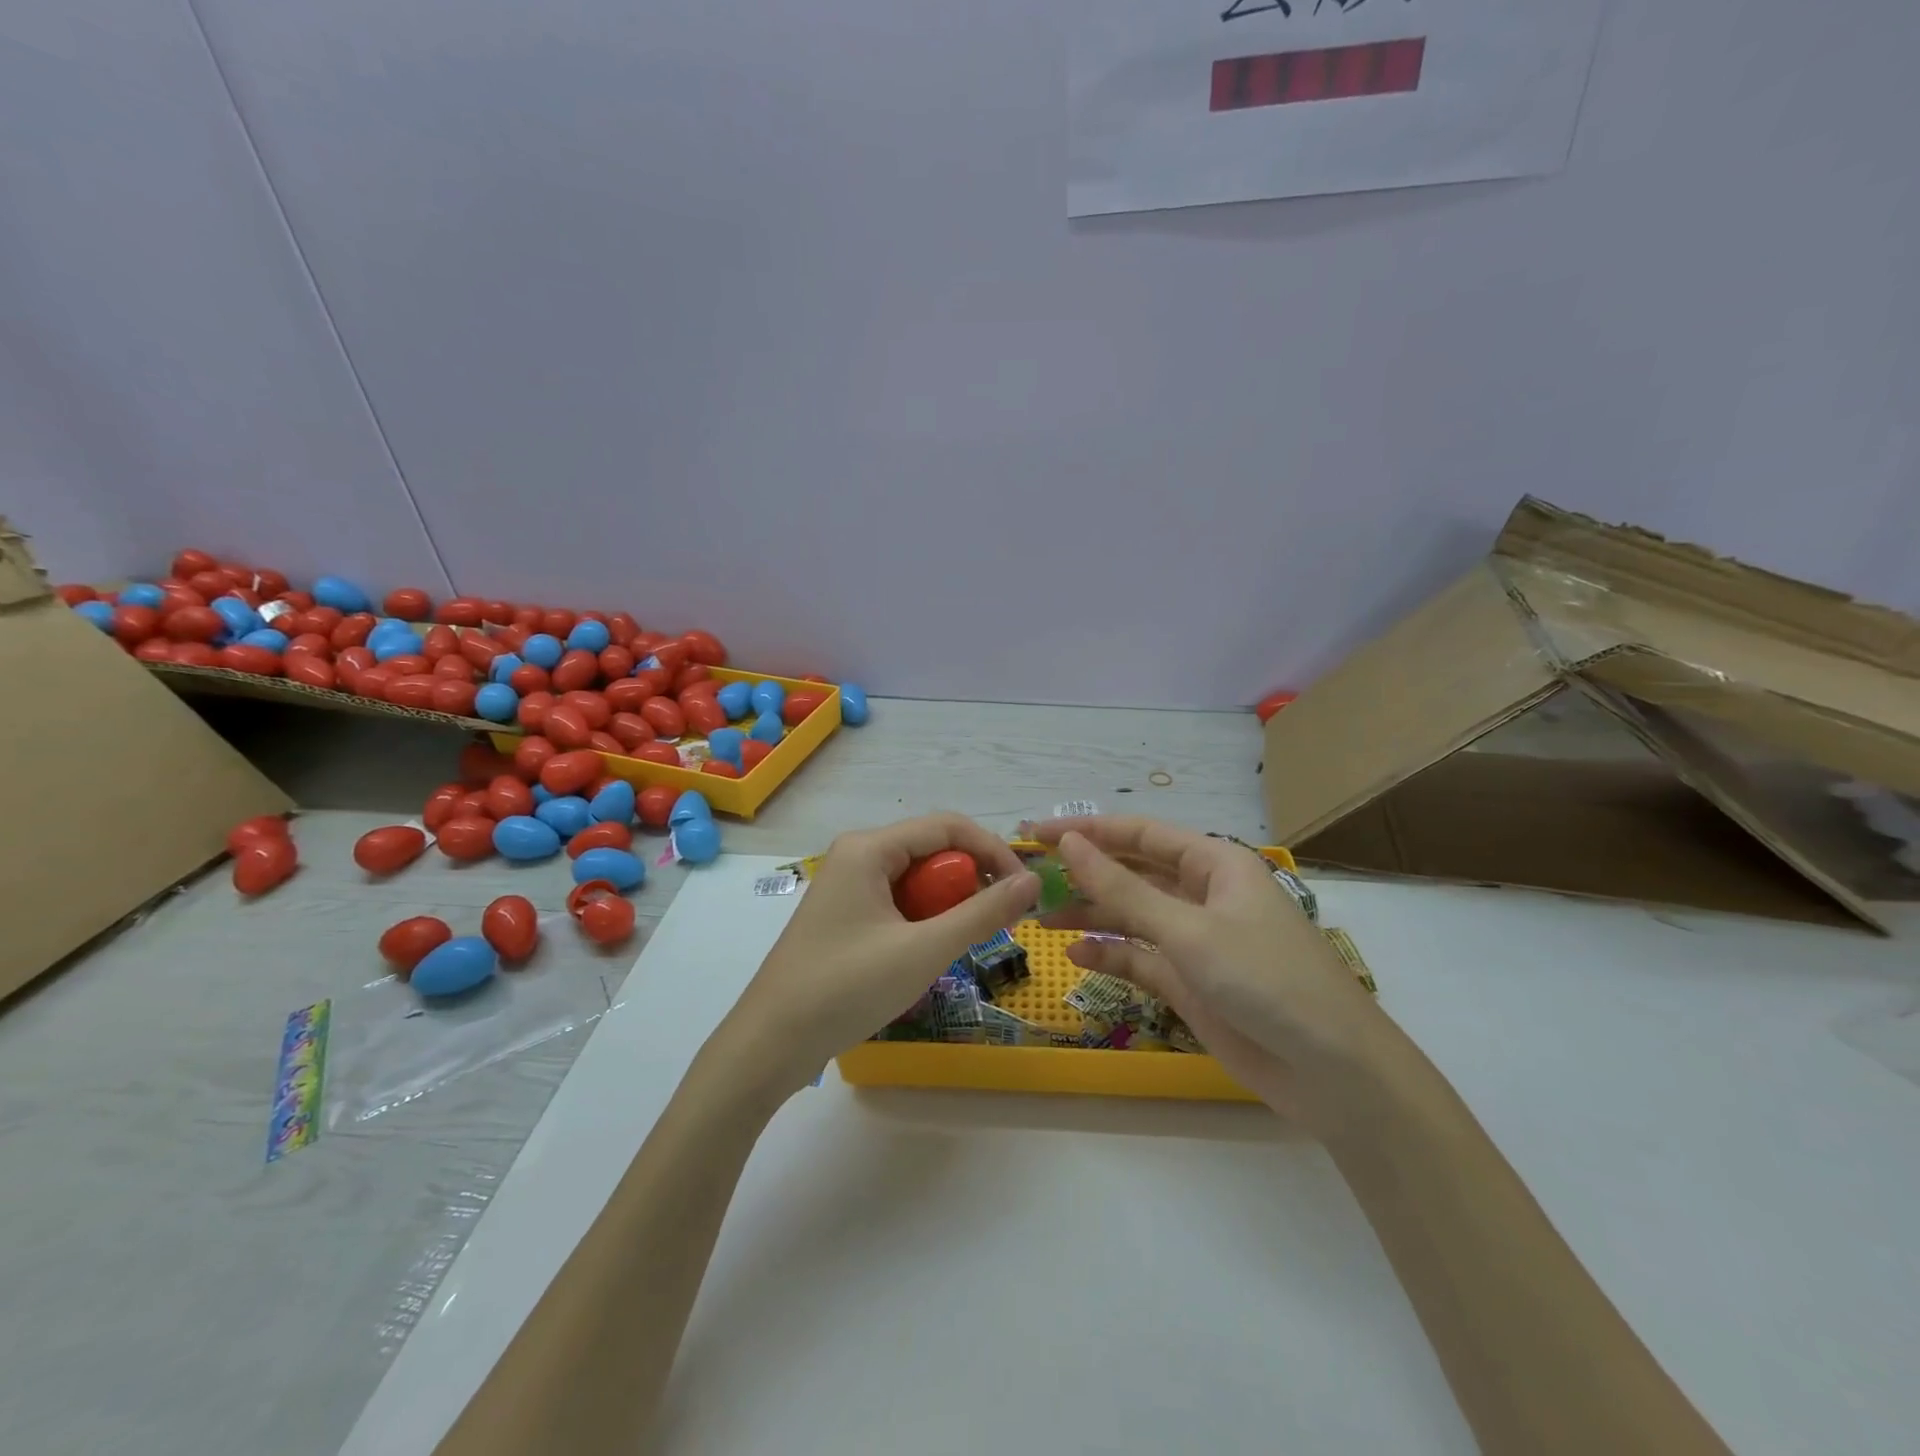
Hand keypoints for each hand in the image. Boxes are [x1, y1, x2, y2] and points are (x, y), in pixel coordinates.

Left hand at [724, 814, 1038, 1097]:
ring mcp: (847, 884)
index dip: (993, 851)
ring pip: (917, 879)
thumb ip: (982, 913)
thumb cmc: (847, 989)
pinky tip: (925, 953)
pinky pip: (898, 900)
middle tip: (993, 925)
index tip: (1024, 890)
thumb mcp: (924, 950)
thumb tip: (1031, 883)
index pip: (948, 826)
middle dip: (969, 882)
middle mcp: (857, 854)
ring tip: (957, 944)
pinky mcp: (844, 913)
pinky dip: (923, 920)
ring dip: (947, 905)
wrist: (770, 1044)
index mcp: (869, 848)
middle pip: (932, 850)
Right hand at [1031, 817, 1385, 1133]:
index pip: (1139, 834)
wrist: (1331, 1071)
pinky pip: (1141, 958)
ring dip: (1091, 915)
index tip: (1036, 833)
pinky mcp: (1192, 982)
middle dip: (1085, 873)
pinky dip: (1111, 954)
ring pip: (1132, 916)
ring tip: (1041, 918)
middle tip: (1030, 877)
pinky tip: (1077, 956)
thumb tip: (1070, 843)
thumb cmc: (1265, 979)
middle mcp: (1203, 894)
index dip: (1087, 830)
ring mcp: (1197, 940)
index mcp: (1214, 863)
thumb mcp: (1188, 929)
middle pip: (1133, 873)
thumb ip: (1124, 889)